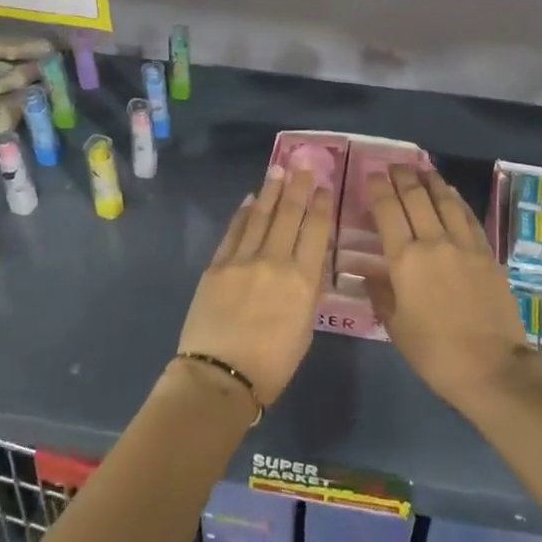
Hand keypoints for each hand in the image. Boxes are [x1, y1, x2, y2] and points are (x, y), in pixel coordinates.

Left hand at [177, 166, 333, 406]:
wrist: (220, 376)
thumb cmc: (272, 364)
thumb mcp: (305, 328)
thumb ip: (309, 291)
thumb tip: (309, 262)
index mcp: (303, 280)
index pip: (316, 231)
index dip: (321, 205)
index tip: (324, 186)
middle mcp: (275, 261)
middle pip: (289, 215)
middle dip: (297, 188)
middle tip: (302, 165)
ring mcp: (242, 260)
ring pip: (261, 217)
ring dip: (270, 192)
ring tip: (278, 170)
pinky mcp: (217, 266)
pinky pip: (234, 232)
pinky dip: (243, 214)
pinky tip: (250, 200)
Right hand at [366, 166, 539, 410]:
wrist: (491, 366)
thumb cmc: (434, 352)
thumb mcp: (396, 326)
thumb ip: (381, 293)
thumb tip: (369, 272)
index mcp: (405, 259)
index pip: (388, 211)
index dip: (378, 189)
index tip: (372, 175)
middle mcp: (434, 242)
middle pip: (416, 198)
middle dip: (403, 177)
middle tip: (395, 165)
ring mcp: (465, 245)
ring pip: (445, 201)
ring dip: (432, 181)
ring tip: (423, 169)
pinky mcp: (487, 253)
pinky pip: (469, 217)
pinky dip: (456, 200)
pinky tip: (451, 194)